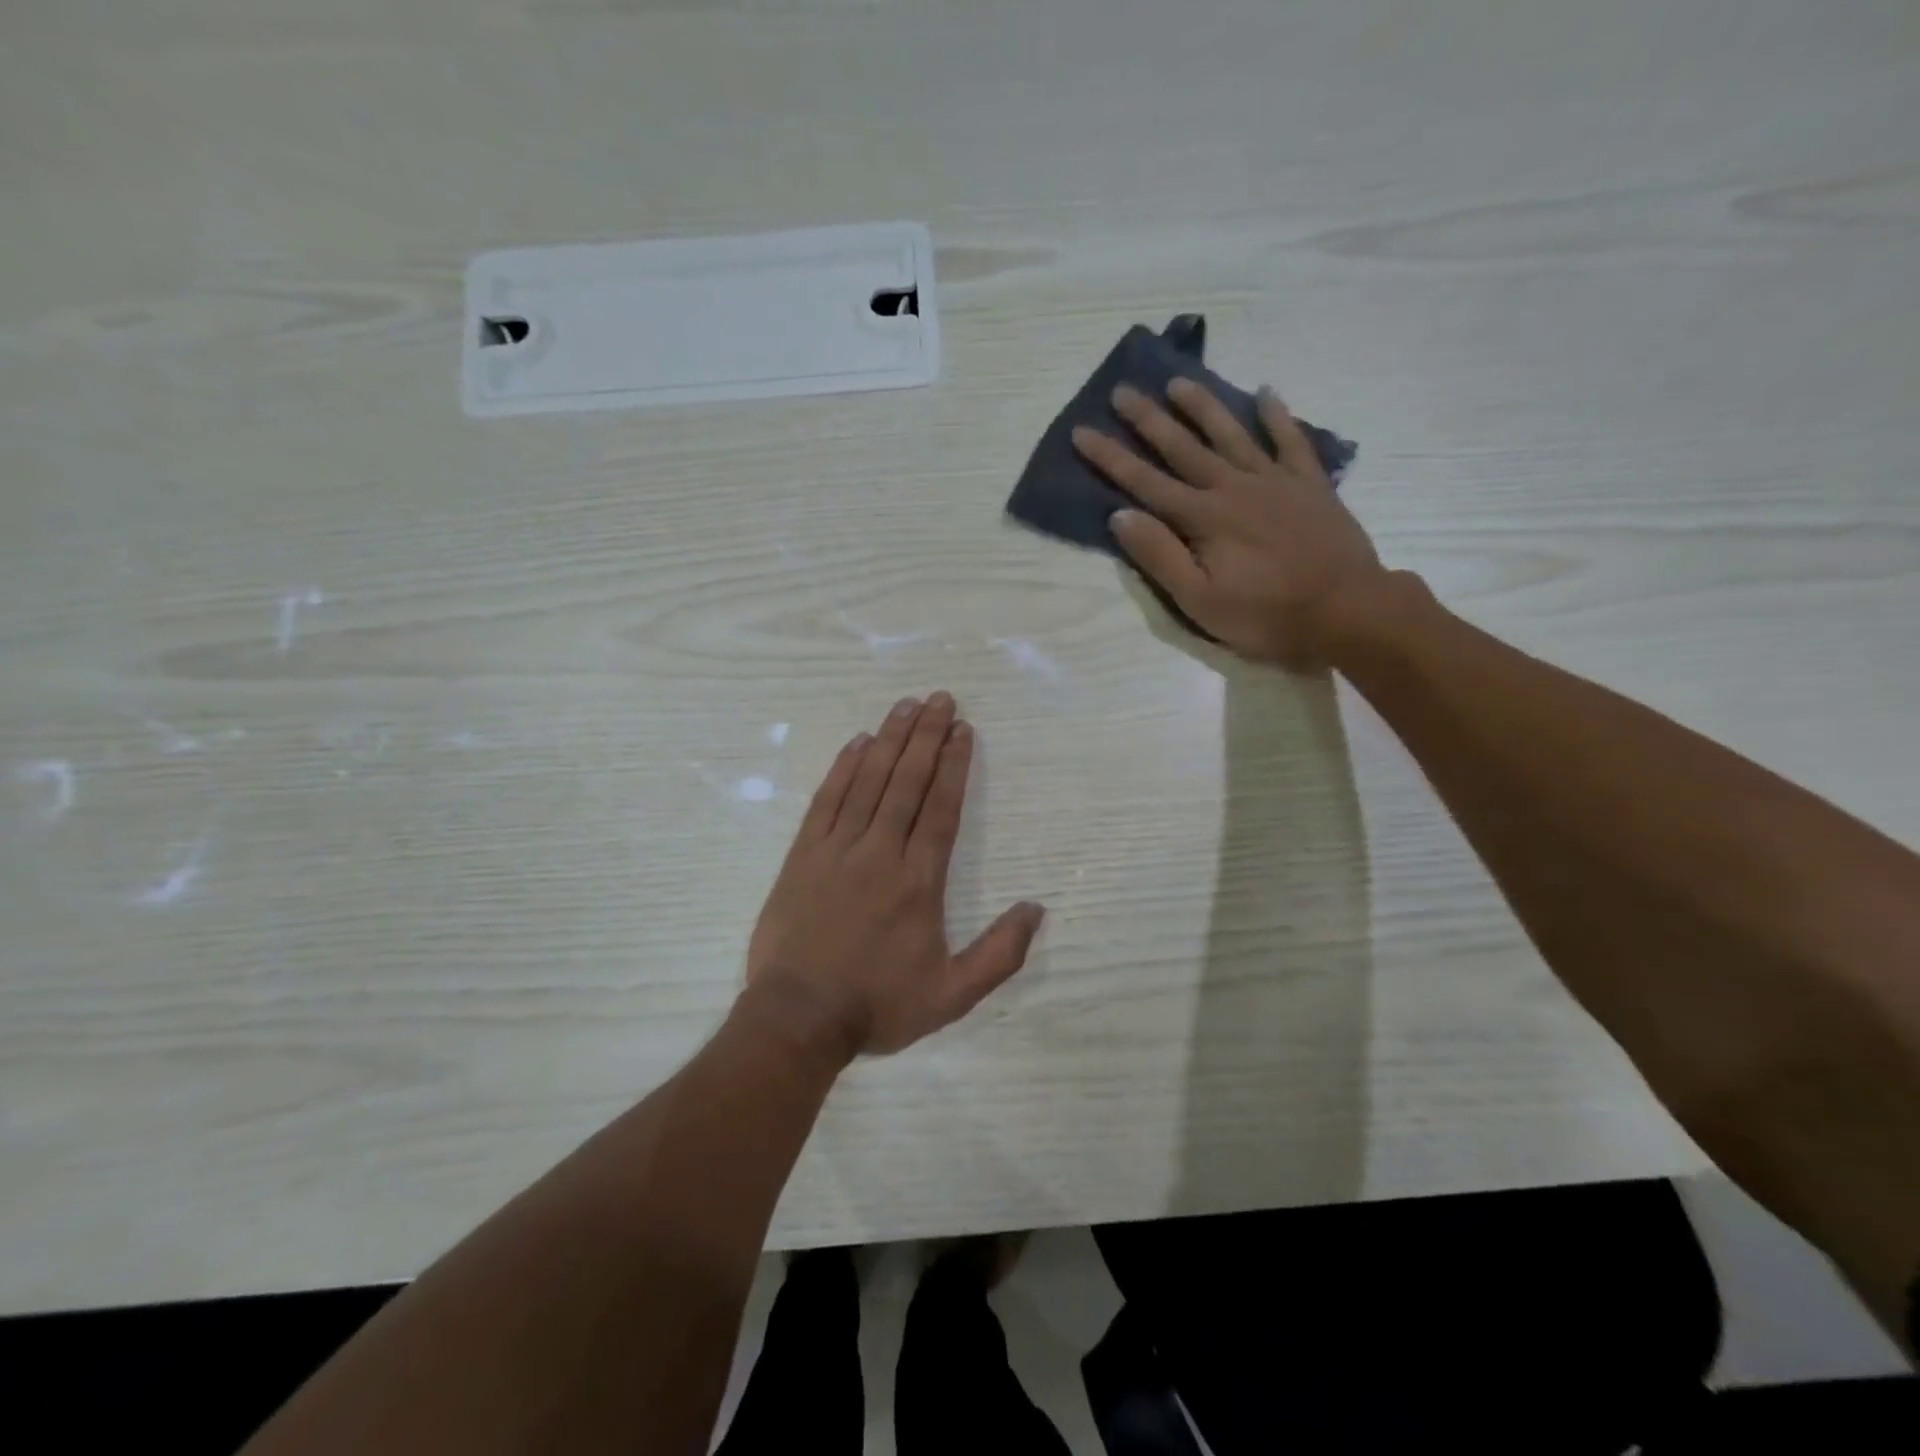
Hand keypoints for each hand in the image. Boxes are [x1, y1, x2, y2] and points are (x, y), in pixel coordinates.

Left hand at [745, 692, 1045, 1058]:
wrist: (798, 1018)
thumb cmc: (877, 1006)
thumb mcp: (952, 995)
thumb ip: (1000, 954)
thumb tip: (1036, 909)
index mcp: (919, 881)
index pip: (941, 809)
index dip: (954, 766)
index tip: (963, 731)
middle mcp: (880, 853)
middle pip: (908, 782)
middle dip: (927, 737)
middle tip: (941, 699)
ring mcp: (837, 850)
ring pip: (869, 782)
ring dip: (890, 740)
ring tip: (907, 706)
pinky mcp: (802, 855)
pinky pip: (826, 800)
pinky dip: (843, 768)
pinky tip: (857, 743)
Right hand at [1072, 380, 1387, 667]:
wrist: (1347, 610)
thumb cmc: (1266, 615)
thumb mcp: (1199, 600)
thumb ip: (1160, 556)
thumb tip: (1120, 516)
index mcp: (1202, 518)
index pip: (1145, 482)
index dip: (1110, 457)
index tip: (1082, 431)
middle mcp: (1233, 487)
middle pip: (1183, 448)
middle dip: (1149, 420)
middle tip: (1123, 391)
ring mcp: (1274, 481)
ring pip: (1231, 434)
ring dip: (1202, 407)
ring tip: (1179, 382)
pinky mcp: (1310, 485)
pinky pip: (1291, 441)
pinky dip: (1278, 416)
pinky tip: (1266, 393)